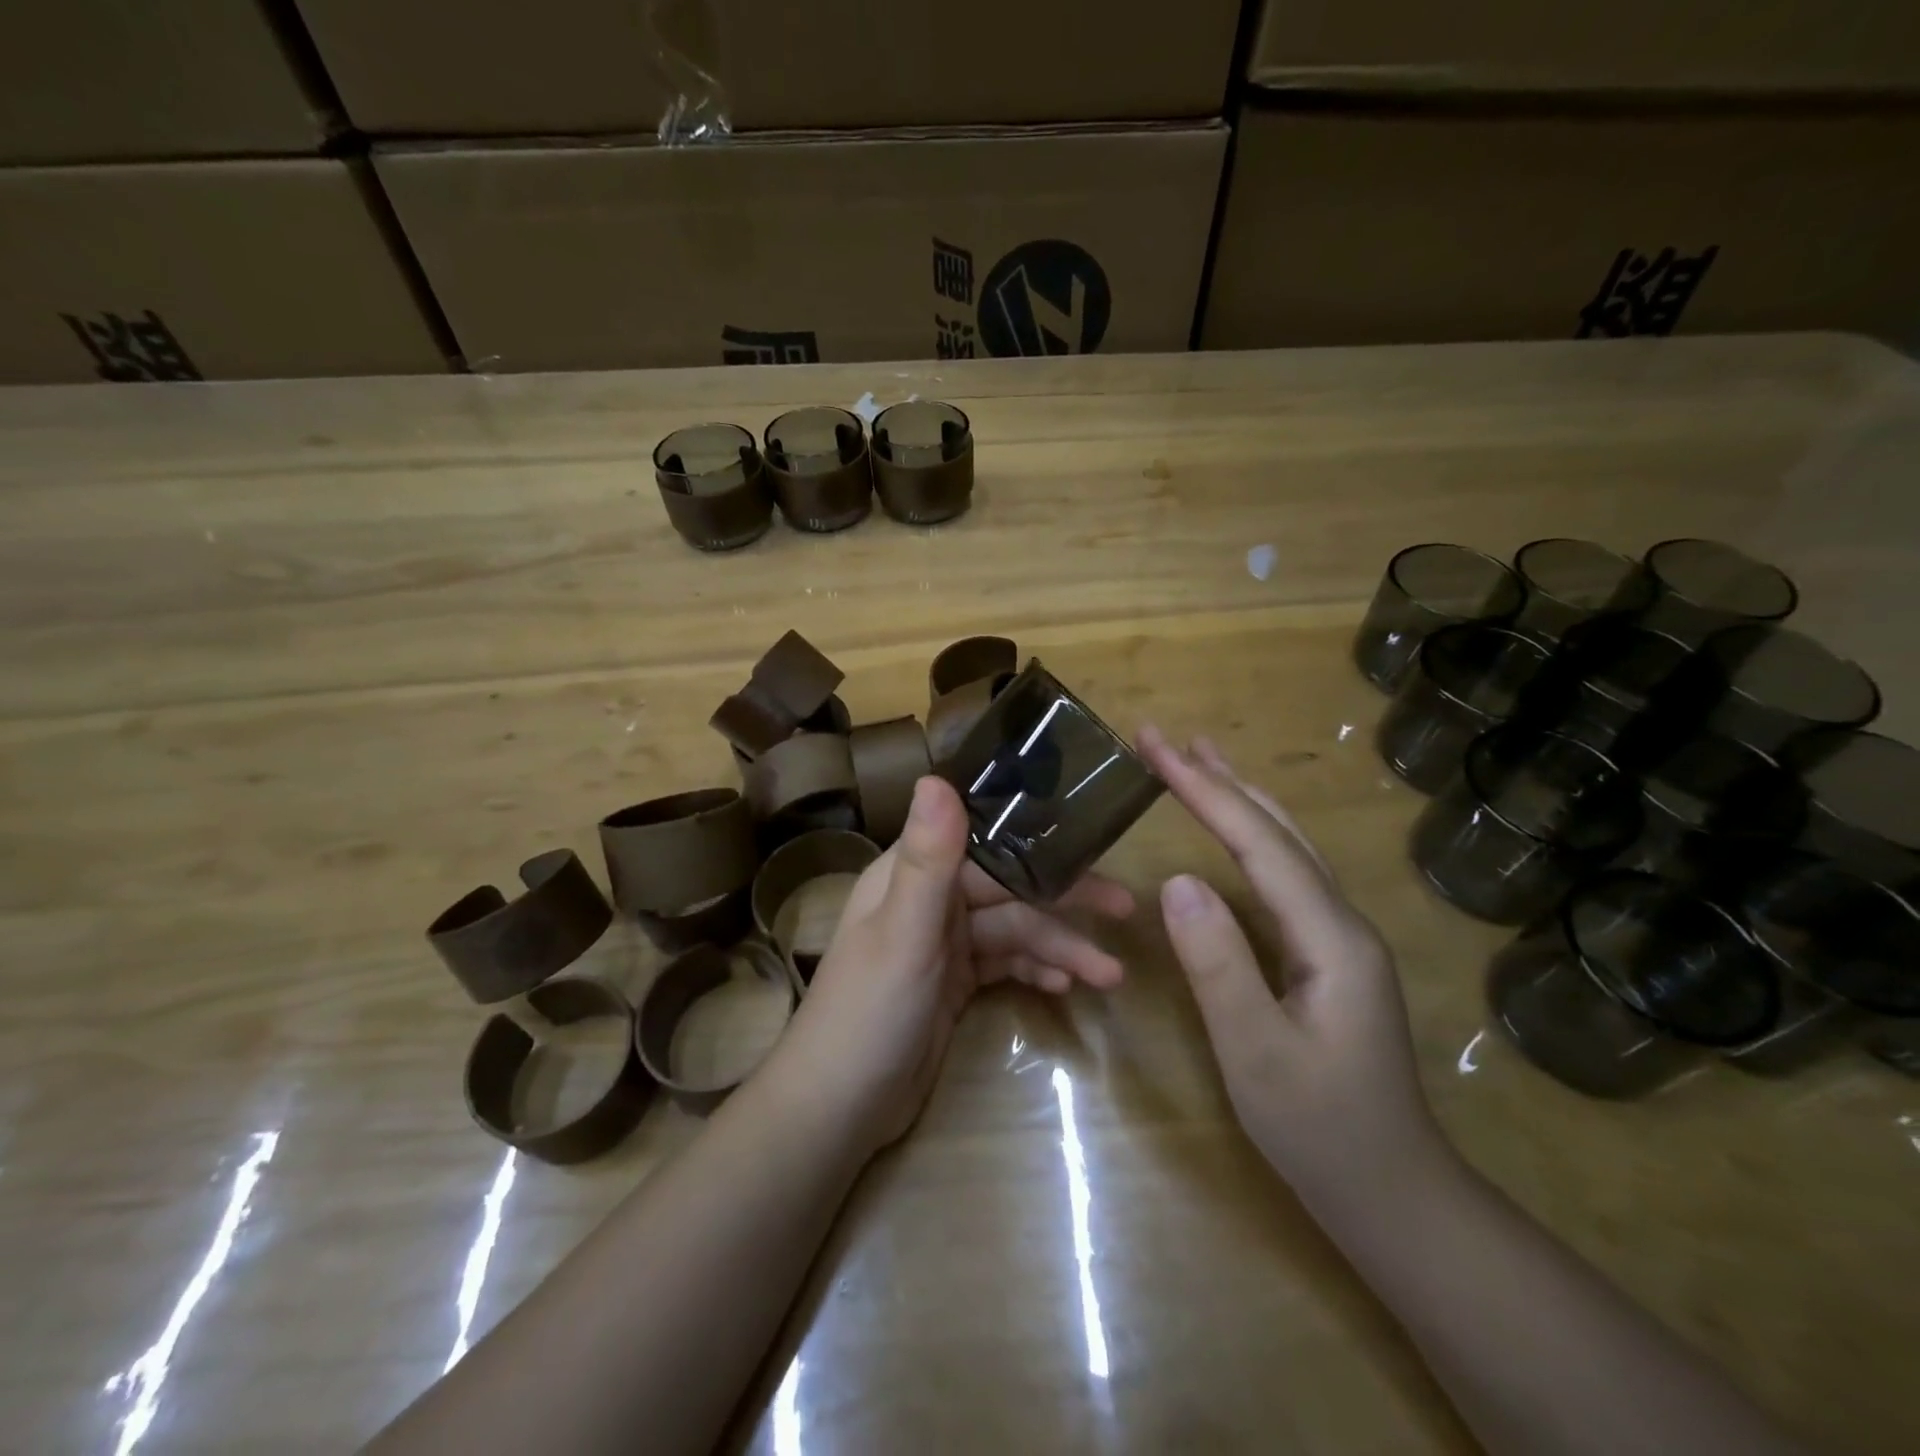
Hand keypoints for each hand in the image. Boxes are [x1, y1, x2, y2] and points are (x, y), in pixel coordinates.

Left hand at [772, 776, 1135, 1153]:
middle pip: (1008, 888)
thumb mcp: (903, 933)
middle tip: (1124, 909)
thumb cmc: (868, 1012)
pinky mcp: (954, 983)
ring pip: (1013, 930)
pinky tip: (1067, 987)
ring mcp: (943, 944)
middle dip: (1064, 901)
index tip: (1092, 843)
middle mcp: (929, 899)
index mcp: (911, 873)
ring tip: (1110, 975)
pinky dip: (1034, 970)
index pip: (985, 843)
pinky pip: (1005, 964)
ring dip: (1059, 948)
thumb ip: (927, 858)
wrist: (838, 1109)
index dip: (1037, 843)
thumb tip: (936, 776)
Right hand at [1137, 726, 1443, 1209]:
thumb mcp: (1256, 1053)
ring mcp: (1339, 937)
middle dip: (1219, 779)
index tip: (1156, 748)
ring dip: (1240, 798)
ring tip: (1199, 760)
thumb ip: (1218, 964)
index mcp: (1331, 938)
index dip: (1205, 791)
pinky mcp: (1327, 954)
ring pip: (1287, 847)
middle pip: (1278, 831)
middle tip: (1166, 738)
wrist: (1393, 1193)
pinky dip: (1251, 837)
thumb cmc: (1320, 1130)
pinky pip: (1284, 876)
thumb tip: (1178, 880)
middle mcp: (1342, 921)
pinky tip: (1233, 832)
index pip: (1259, 844)